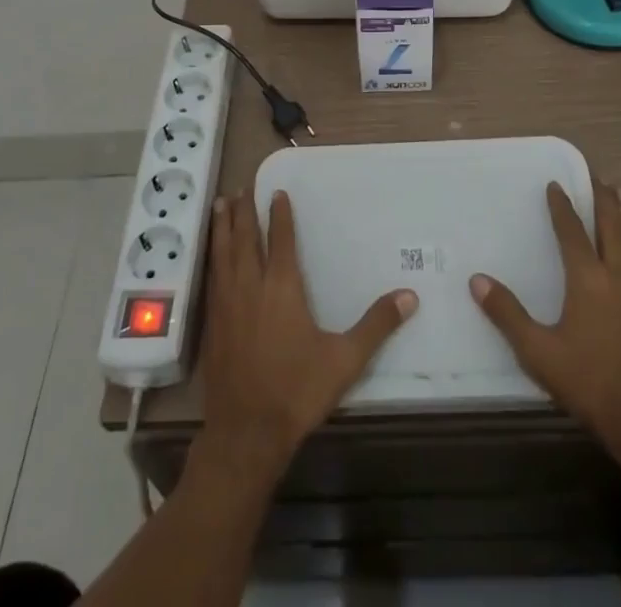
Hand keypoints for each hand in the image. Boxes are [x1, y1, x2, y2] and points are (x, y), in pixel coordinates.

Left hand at [199, 192, 417, 477]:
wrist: (246, 432)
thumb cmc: (297, 390)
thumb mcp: (345, 359)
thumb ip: (377, 325)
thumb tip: (409, 296)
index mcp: (282, 286)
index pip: (280, 239)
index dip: (279, 214)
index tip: (277, 192)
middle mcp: (251, 285)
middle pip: (244, 238)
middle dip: (243, 211)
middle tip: (240, 188)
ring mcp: (227, 303)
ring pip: (223, 253)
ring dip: (222, 227)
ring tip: (220, 205)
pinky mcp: (212, 323)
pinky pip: (211, 277)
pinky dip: (212, 257)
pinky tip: (212, 256)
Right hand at [470, 181, 620, 473]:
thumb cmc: (591, 383)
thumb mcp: (539, 353)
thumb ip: (508, 314)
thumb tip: (476, 280)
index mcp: (587, 278)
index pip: (571, 230)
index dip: (562, 205)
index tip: (555, 184)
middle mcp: (618, 272)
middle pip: (610, 223)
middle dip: (600, 197)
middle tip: (593, 176)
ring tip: (620, 192)